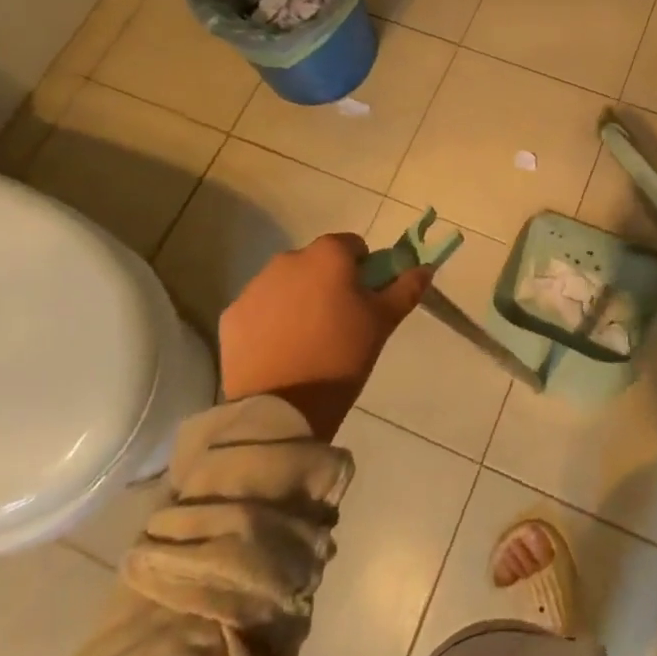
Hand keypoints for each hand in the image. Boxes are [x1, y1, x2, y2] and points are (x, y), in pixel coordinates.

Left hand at [218, 233, 431, 440]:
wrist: (281, 409)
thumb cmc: (341, 356)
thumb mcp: (382, 323)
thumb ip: (405, 289)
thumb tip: (425, 267)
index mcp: (328, 255)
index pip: (352, 246)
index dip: (363, 270)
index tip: (364, 301)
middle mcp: (288, 259)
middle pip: (316, 263)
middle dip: (327, 283)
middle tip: (338, 323)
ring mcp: (255, 287)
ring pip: (286, 284)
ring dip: (298, 300)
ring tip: (307, 341)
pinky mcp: (232, 315)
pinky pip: (259, 309)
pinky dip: (269, 322)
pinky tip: (279, 351)